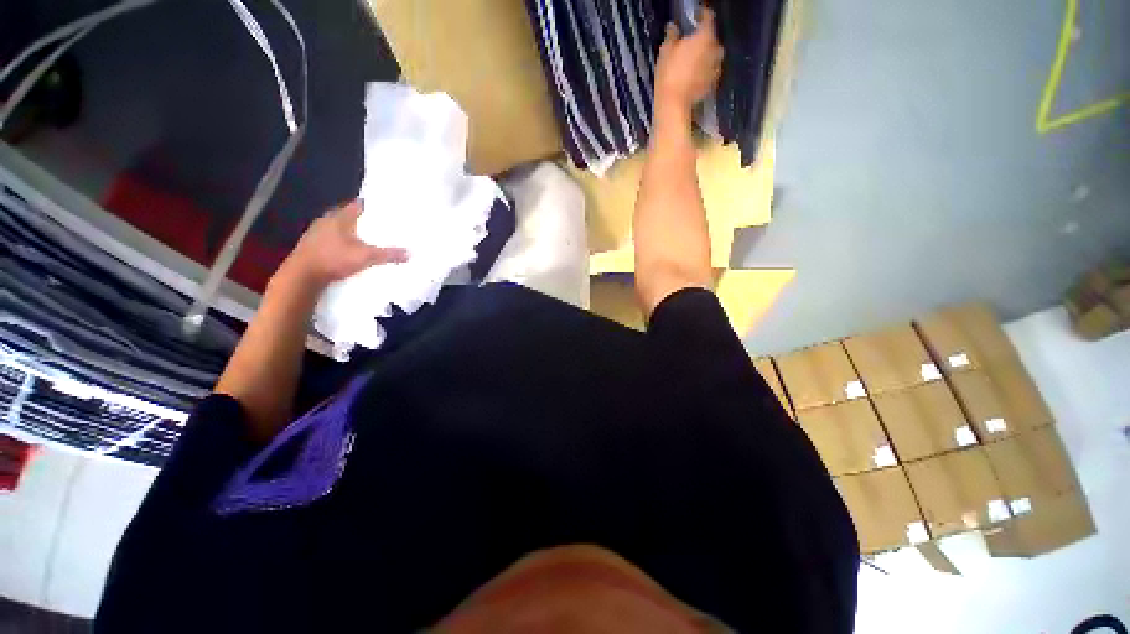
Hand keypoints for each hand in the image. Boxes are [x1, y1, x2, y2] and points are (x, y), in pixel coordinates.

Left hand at [280, 200, 407, 288]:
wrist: (302, 275)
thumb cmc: (334, 259)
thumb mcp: (366, 257)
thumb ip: (388, 254)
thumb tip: (409, 253)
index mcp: (340, 217)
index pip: (357, 205)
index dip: (371, 206)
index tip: (383, 210)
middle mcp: (326, 220)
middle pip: (347, 216)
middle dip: (362, 221)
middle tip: (378, 226)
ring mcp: (316, 233)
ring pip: (338, 228)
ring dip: (350, 232)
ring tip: (366, 239)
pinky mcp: (311, 245)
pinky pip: (330, 239)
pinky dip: (341, 242)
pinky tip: (348, 251)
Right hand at [654, 8, 722, 114]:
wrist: (674, 104)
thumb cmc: (669, 74)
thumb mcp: (666, 51)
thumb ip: (672, 36)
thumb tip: (673, 27)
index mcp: (705, 37)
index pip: (708, 18)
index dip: (702, 14)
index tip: (696, 14)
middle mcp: (715, 49)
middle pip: (712, 38)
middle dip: (704, 38)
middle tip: (693, 42)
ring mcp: (716, 68)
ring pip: (713, 56)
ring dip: (706, 55)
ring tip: (694, 58)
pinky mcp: (712, 83)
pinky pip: (710, 71)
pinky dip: (705, 69)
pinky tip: (695, 74)